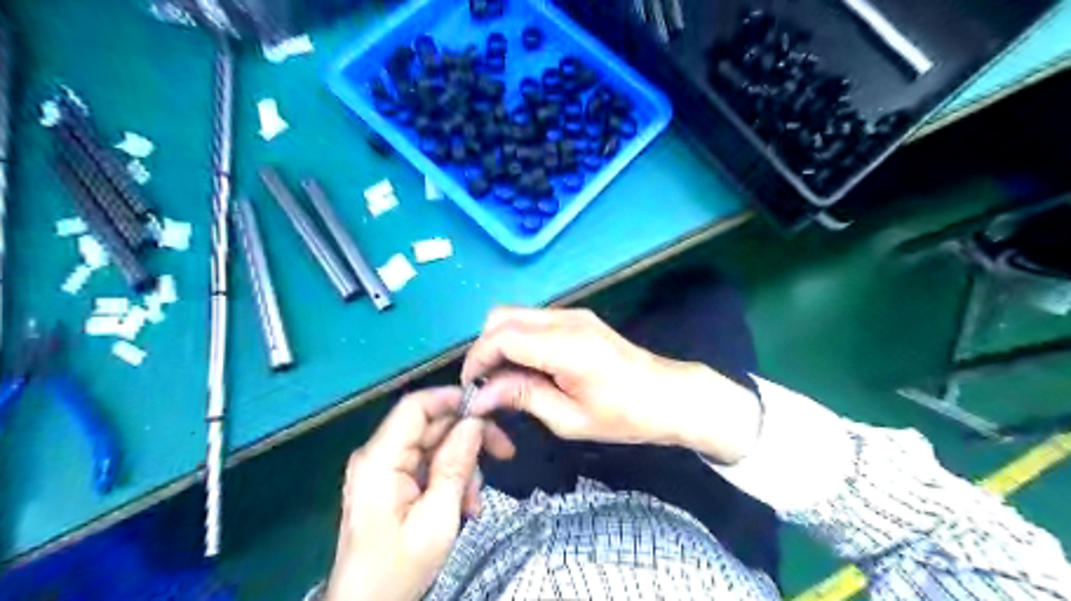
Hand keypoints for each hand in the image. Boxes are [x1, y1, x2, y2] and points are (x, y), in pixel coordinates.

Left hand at [328, 387, 513, 598]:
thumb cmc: (399, 568)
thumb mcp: (437, 519)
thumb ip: (455, 466)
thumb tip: (474, 423)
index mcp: (380, 459)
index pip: (415, 406)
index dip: (452, 399)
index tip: (488, 409)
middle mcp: (379, 455)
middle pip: (431, 425)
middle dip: (468, 439)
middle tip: (503, 454)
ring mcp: (385, 468)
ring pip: (435, 445)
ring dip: (463, 466)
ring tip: (475, 501)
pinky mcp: (392, 481)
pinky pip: (429, 464)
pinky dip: (451, 479)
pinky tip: (464, 505)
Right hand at [461, 307, 759, 461]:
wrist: (669, 395)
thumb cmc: (624, 416)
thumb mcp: (569, 419)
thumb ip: (523, 398)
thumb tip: (481, 395)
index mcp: (565, 346)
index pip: (502, 337)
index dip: (477, 359)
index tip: (471, 388)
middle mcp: (565, 319)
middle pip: (502, 316)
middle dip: (484, 347)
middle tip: (486, 384)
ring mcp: (573, 314)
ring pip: (515, 315)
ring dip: (500, 342)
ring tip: (504, 380)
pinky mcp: (578, 318)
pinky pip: (533, 320)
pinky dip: (518, 339)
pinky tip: (526, 368)